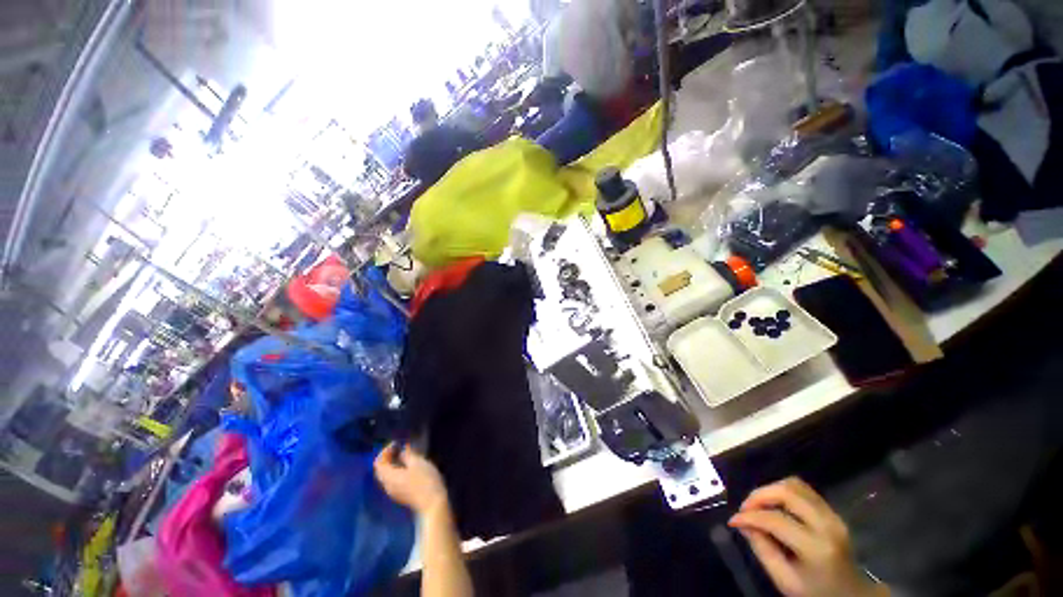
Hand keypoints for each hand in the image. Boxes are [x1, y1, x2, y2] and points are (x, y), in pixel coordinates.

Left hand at [374, 443, 448, 515]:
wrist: (433, 503)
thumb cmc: (425, 480)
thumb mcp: (418, 463)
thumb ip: (408, 455)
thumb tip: (402, 451)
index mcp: (389, 477)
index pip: (378, 463)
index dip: (385, 451)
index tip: (396, 443)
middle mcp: (388, 485)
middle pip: (381, 470)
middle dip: (387, 457)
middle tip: (398, 447)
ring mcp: (394, 492)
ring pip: (386, 475)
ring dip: (392, 464)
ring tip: (404, 455)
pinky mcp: (401, 495)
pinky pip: (392, 480)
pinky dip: (396, 470)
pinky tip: (408, 466)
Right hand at [729, 477, 886, 596]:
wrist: (852, 595)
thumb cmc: (816, 592)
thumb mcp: (785, 581)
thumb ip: (763, 550)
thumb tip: (743, 525)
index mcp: (817, 547)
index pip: (776, 520)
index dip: (750, 517)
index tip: (733, 520)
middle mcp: (827, 524)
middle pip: (787, 491)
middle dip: (759, 495)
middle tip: (744, 507)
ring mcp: (833, 515)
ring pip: (795, 484)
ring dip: (771, 490)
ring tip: (757, 505)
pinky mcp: (832, 511)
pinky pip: (803, 489)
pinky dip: (783, 490)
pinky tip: (774, 504)